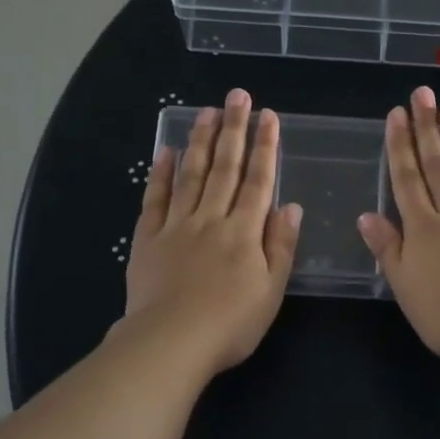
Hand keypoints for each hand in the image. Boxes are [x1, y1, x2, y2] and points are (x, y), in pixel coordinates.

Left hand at [123, 89, 300, 374]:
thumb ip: (281, 246)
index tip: (268, 116)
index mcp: (244, 232)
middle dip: (233, 130)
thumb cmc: (230, 324)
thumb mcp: (271, 291)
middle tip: (237, 96)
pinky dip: (160, 174)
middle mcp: (211, 219)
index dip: (265, 147)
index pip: (259, 181)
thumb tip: (291, 206)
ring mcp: (177, 226)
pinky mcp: (148, 238)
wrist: (170, 342)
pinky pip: (155, 198)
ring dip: (200, 142)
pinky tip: (165, 151)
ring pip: (191, 175)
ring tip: (206, 112)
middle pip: (225, 168)